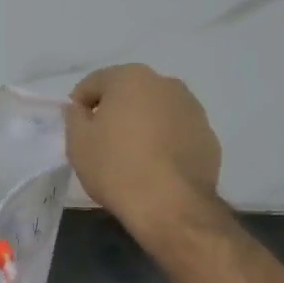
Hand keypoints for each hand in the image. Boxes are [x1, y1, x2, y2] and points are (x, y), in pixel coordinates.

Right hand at [66, 65, 223, 249]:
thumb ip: (74, 116)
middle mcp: (166, 84)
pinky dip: (164, 141)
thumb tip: (81, 109)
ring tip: (132, 155)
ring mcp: (193, 109)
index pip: (94, 83)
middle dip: (114, 110)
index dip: (79, 104)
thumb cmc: (116, 167)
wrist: (171, 205)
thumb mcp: (78, 142)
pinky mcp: (209, 136)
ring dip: (142, 124)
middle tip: (102, 140)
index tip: (76, 127)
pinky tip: (156, 167)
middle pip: (129, 92)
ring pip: (156, 111)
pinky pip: (176, 132)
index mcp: (131, 78)